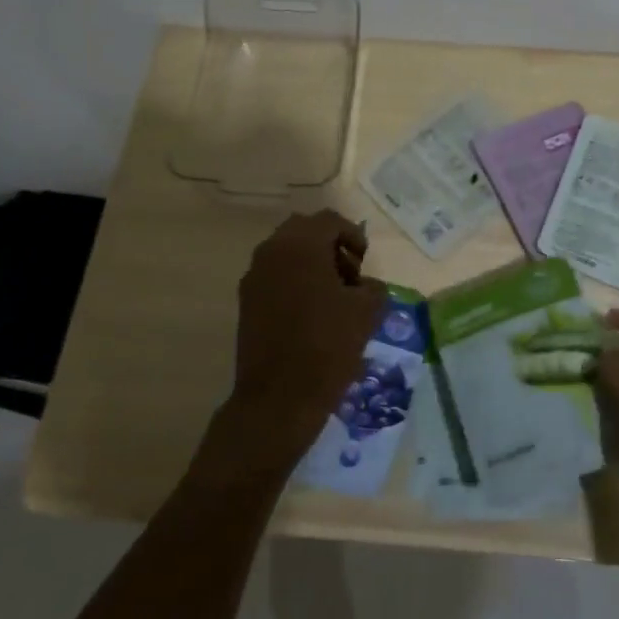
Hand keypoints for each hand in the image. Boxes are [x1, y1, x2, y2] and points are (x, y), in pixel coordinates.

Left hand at [223, 209, 388, 469]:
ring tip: (334, 297)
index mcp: (300, 245)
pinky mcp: (246, 302)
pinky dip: (295, 281)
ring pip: (287, 253)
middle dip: (330, 245)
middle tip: (350, 274)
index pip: (330, 221)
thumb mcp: (366, 312)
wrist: (278, 398)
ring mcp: (254, 277)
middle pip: (304, 231)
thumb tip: (365, 286)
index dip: (354, 236)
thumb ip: (372, 287)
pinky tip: (312, 313)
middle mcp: (271, 252)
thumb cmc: (327, 346)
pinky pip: (275, 276)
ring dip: (312, 263)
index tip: (365, 262)